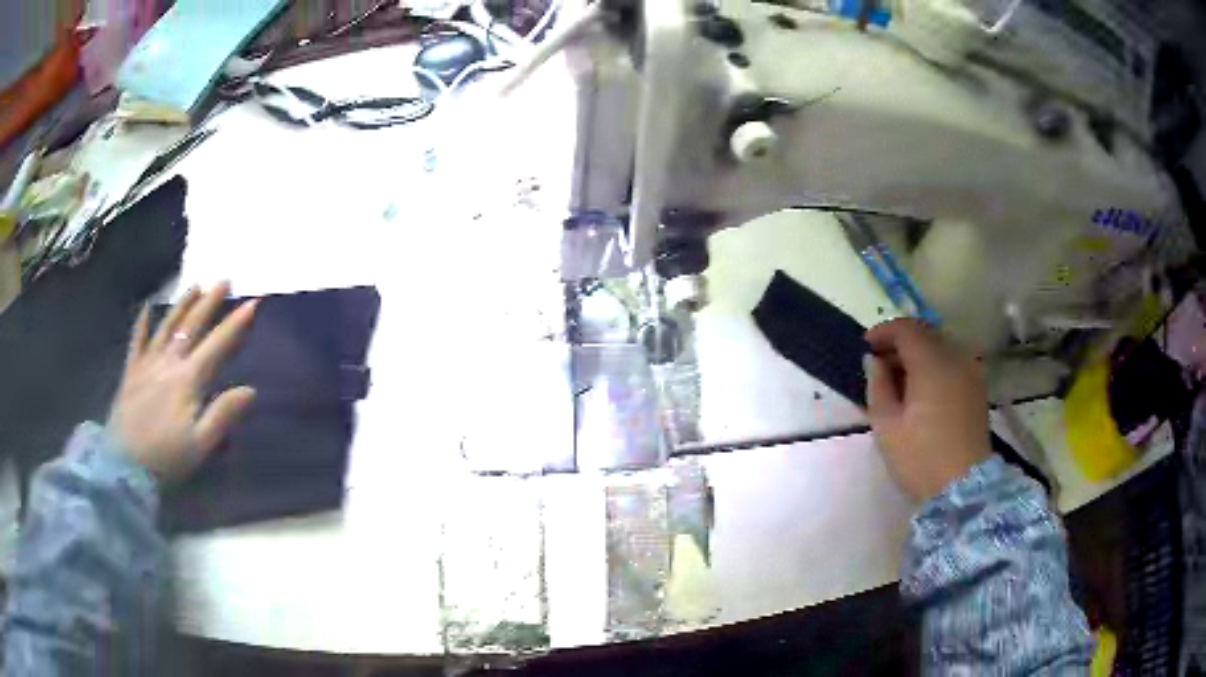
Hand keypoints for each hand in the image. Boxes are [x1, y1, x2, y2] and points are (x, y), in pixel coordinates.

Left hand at [108, 284, 257, 480]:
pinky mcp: (130, 373)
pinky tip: (146, 308)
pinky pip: (136, 341)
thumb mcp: (199, 445)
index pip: (217, 345)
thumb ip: (223, 415)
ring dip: (182, 305)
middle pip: (191, 326)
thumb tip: (250, 390)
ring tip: (195, 286)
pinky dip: (142, 324)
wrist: (123, 466)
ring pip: (167, 326)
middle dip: (209, 302)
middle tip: (224, 281)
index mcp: (188, 379)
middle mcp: (168, 362)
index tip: (252, 303)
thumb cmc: (166, 458)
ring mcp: (147, 364)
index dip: (235, 323)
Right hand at [864, 318, 991, 501]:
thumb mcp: (887, 426)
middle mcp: (956, 357)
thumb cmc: (920, 458)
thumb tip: (874, 361)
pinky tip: (922, 388)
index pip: (906, 329)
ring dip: (918, 353)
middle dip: (900, 342)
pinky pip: (952, 361)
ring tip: (899, 379)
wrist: (963, 488)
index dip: (883, 332)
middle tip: (879, 363)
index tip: (865, 347)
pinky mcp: (977, 387)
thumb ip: (877, 386)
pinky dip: (934, 364)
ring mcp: (970, 371)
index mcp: (932, 363)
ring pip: (940, 346)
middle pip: (925, 333)